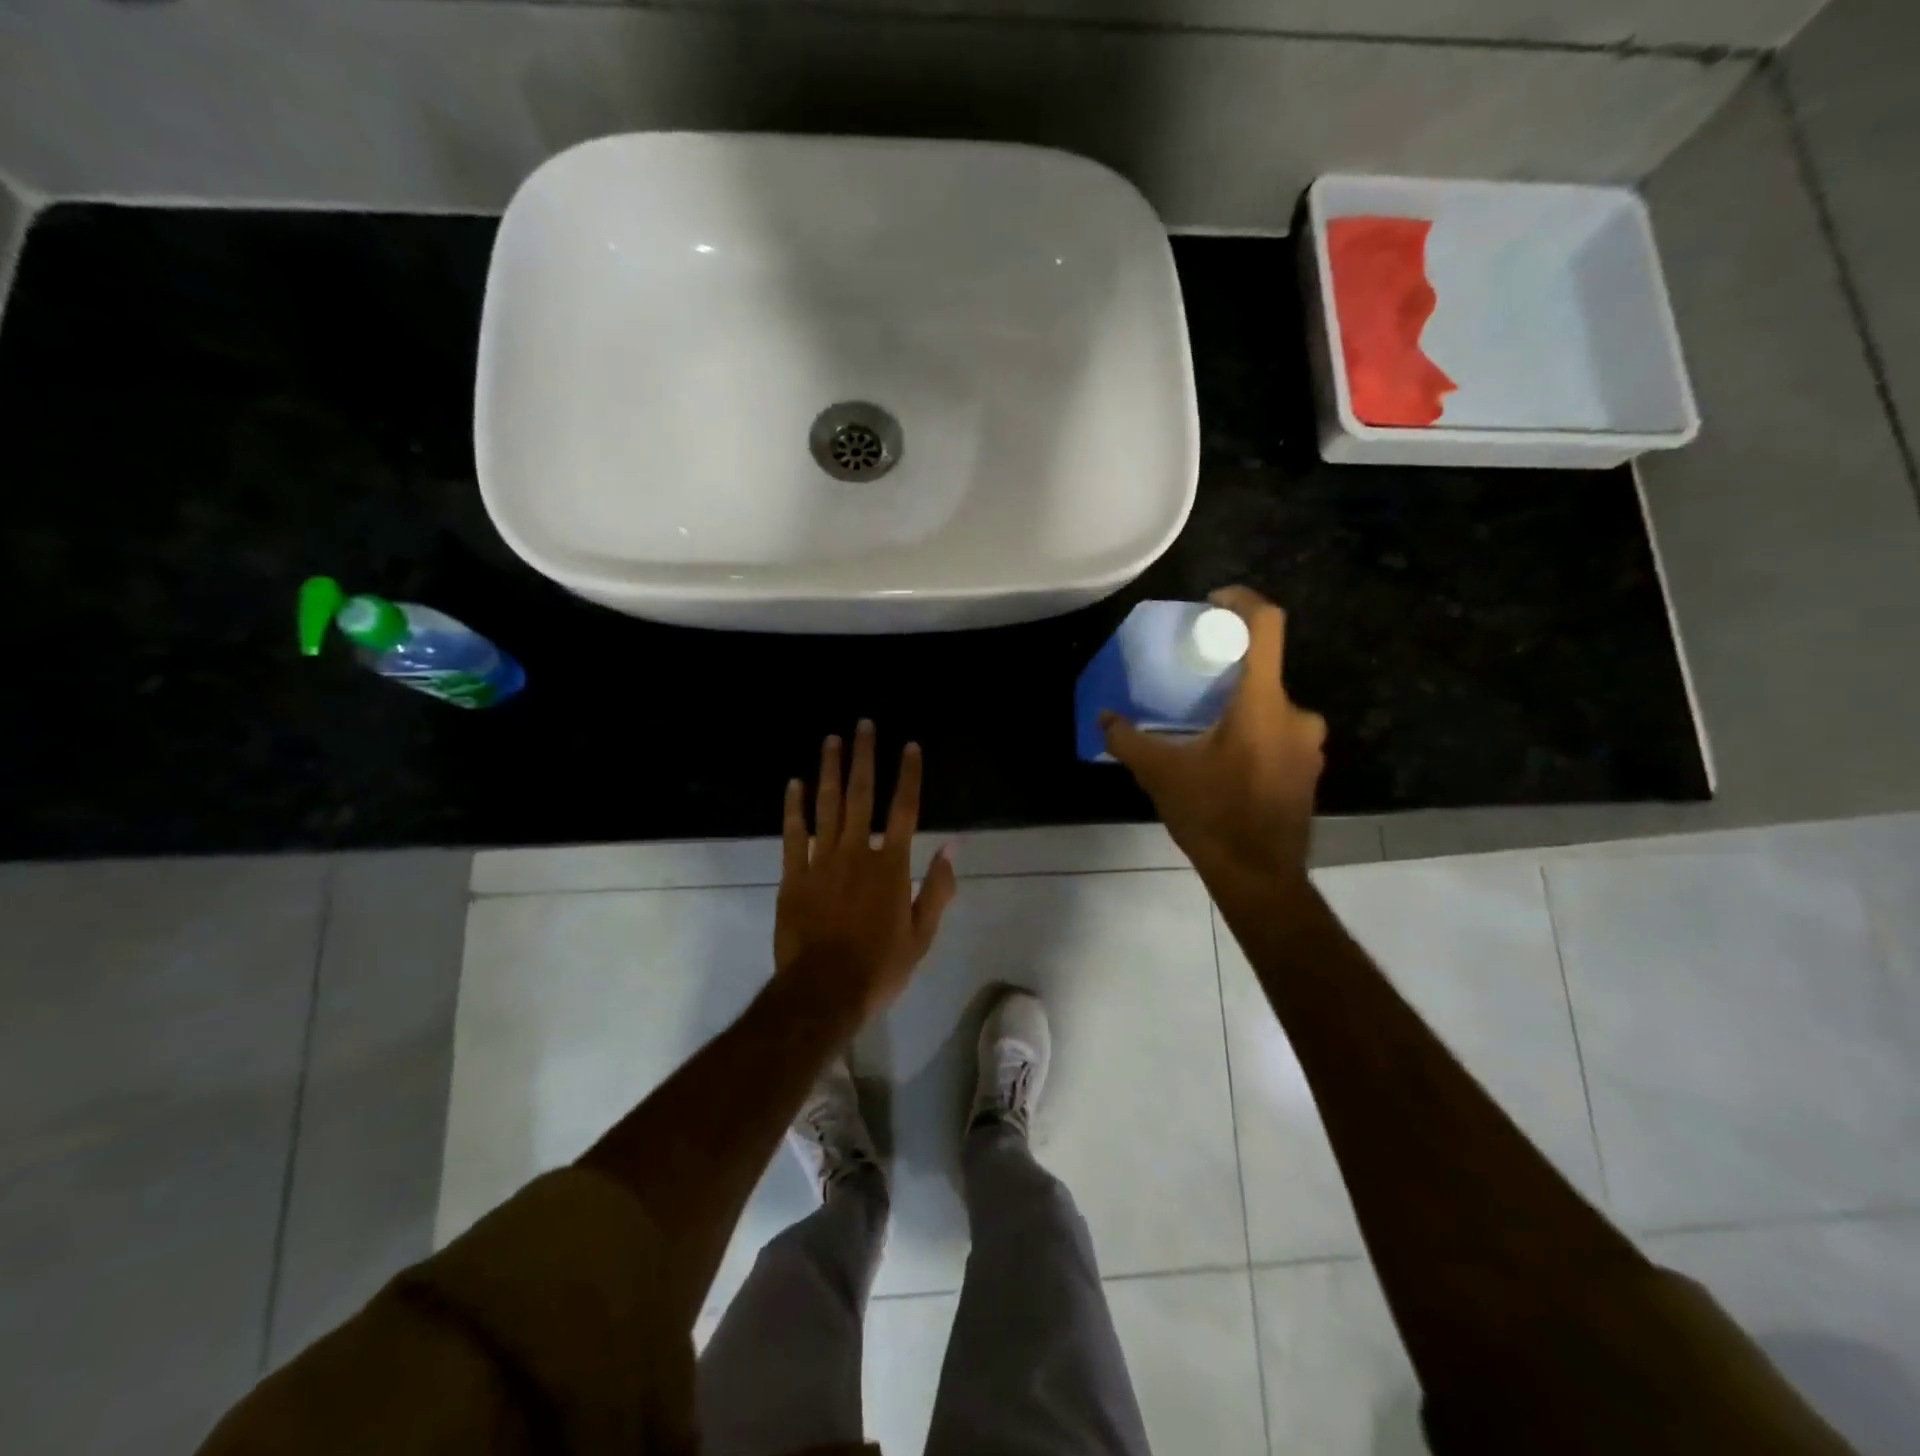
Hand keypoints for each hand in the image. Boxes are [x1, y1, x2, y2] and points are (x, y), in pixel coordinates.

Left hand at [774, 720, 957, 1020]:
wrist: (823, 992)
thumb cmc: (879, 967)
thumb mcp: (921, 935)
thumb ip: (938, 889)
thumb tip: (952, 848)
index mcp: (891, 866)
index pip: (905, 810)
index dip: (909, 775)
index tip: (911, 746)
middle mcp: (857, 853)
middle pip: (862, 796)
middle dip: (865, 757)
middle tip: (864, 725)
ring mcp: (821, 861)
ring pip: (827, 806)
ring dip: (830, 770)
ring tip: (832, 740)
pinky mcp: (793, 876)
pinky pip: (793, 833)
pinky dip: (794, 807)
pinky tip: (795, 783)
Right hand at [1102, 587, 1326, 879]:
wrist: (1259, 876)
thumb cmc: (1212, 814)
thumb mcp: (1160, 774)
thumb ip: (1128, 740)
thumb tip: (1103, 718)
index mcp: (1263, 703)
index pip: (1266, 627)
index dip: (1242, 601)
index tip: (1214, 602)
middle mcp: (1297, 715)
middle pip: (1264, 671)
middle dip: (1228, 672)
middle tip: (1193, 683)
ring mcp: (1310, 745)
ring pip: (1271, 707)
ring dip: (1240, 708)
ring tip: (1203, 728)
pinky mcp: (1309, 770)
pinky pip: (1280, 735)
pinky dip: (1254, 735)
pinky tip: (1225, 762)